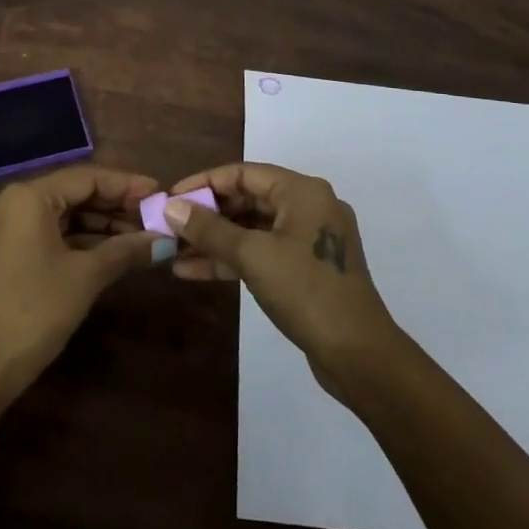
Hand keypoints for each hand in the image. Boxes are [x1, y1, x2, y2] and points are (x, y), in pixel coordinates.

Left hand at [0, 165, 158, 431]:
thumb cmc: (35, 312)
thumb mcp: (86, 277)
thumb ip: (126, 249)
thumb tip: (165, 240)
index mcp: (27, 196)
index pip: (87, 177)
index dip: (126, 185)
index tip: (159, 193)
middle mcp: (8, 200)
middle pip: (72, 193)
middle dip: (114, 206)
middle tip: (153, 217)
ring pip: (59, 213)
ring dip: (97, 224)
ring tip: (138, 235)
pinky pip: (44, 231)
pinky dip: (74, 238)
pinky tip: (108, 249)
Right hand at [164, 163, 401, 392]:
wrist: (359, 355)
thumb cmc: (306, 291)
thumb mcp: (252, 256)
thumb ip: (209, 229)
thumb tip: (171, 207)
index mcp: (303, 191)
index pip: (243, 173)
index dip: (204, 183)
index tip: (170, 198)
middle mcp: (309, 207)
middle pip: (248, 199)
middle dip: (206, 214)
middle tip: (169, 226)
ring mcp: (309, 240)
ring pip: (252, 230)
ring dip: (214, 240)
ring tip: (173, 250)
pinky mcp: (306, 270)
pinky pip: (262, 253)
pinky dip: (231, 259)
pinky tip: (194, 271)